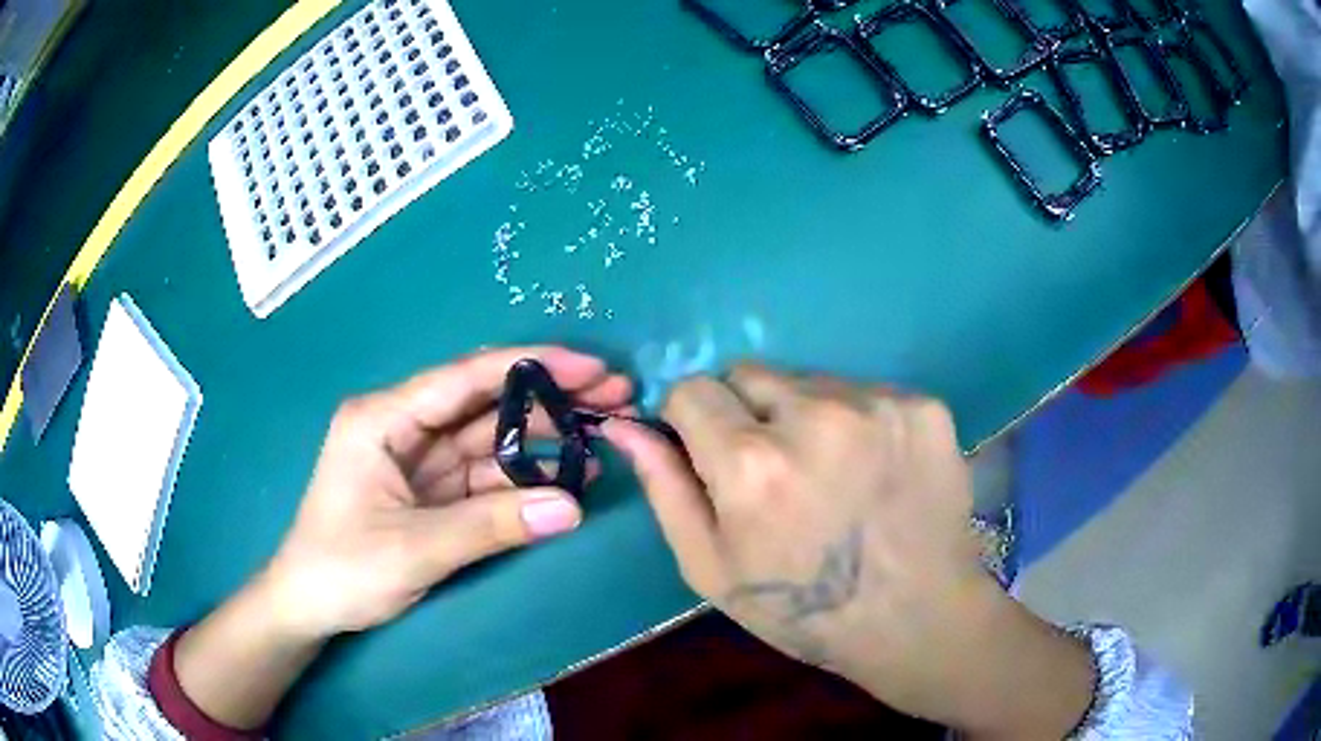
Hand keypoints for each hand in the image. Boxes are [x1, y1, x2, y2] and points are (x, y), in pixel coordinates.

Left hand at [263, 346, 631, 638]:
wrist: (308, 607)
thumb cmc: (342, 569)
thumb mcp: (414, 549)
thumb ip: (491, 526)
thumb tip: (574, 507)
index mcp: (383, 418)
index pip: (464, 378)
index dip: (531, 367)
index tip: (590, 368)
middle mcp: (403, 426)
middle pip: (484, 403)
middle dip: (548, 399)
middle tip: (614, 396)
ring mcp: (418, 459)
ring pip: (491, 438)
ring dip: (544, 438)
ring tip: (604, 434)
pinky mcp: (431, 491)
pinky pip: (485, 476)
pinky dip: (525, 478)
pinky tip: (568, 476)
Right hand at [603, 365, 1093, 738]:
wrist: (916, 621)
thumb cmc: (804, 609)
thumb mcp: (711, 568)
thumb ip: (665, 488)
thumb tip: (624, 427)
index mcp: (752, 463)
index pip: (692, 389)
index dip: (693, 421)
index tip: (711, 452)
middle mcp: (816, 416)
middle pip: (750, 373)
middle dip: (748, 414)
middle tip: (777, 471)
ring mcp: (879, 404)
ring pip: (811, 381)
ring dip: (807, 416)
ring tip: (833, 475)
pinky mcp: (924, 406)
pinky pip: (866, 392)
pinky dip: (860, 422)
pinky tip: (876, 470)